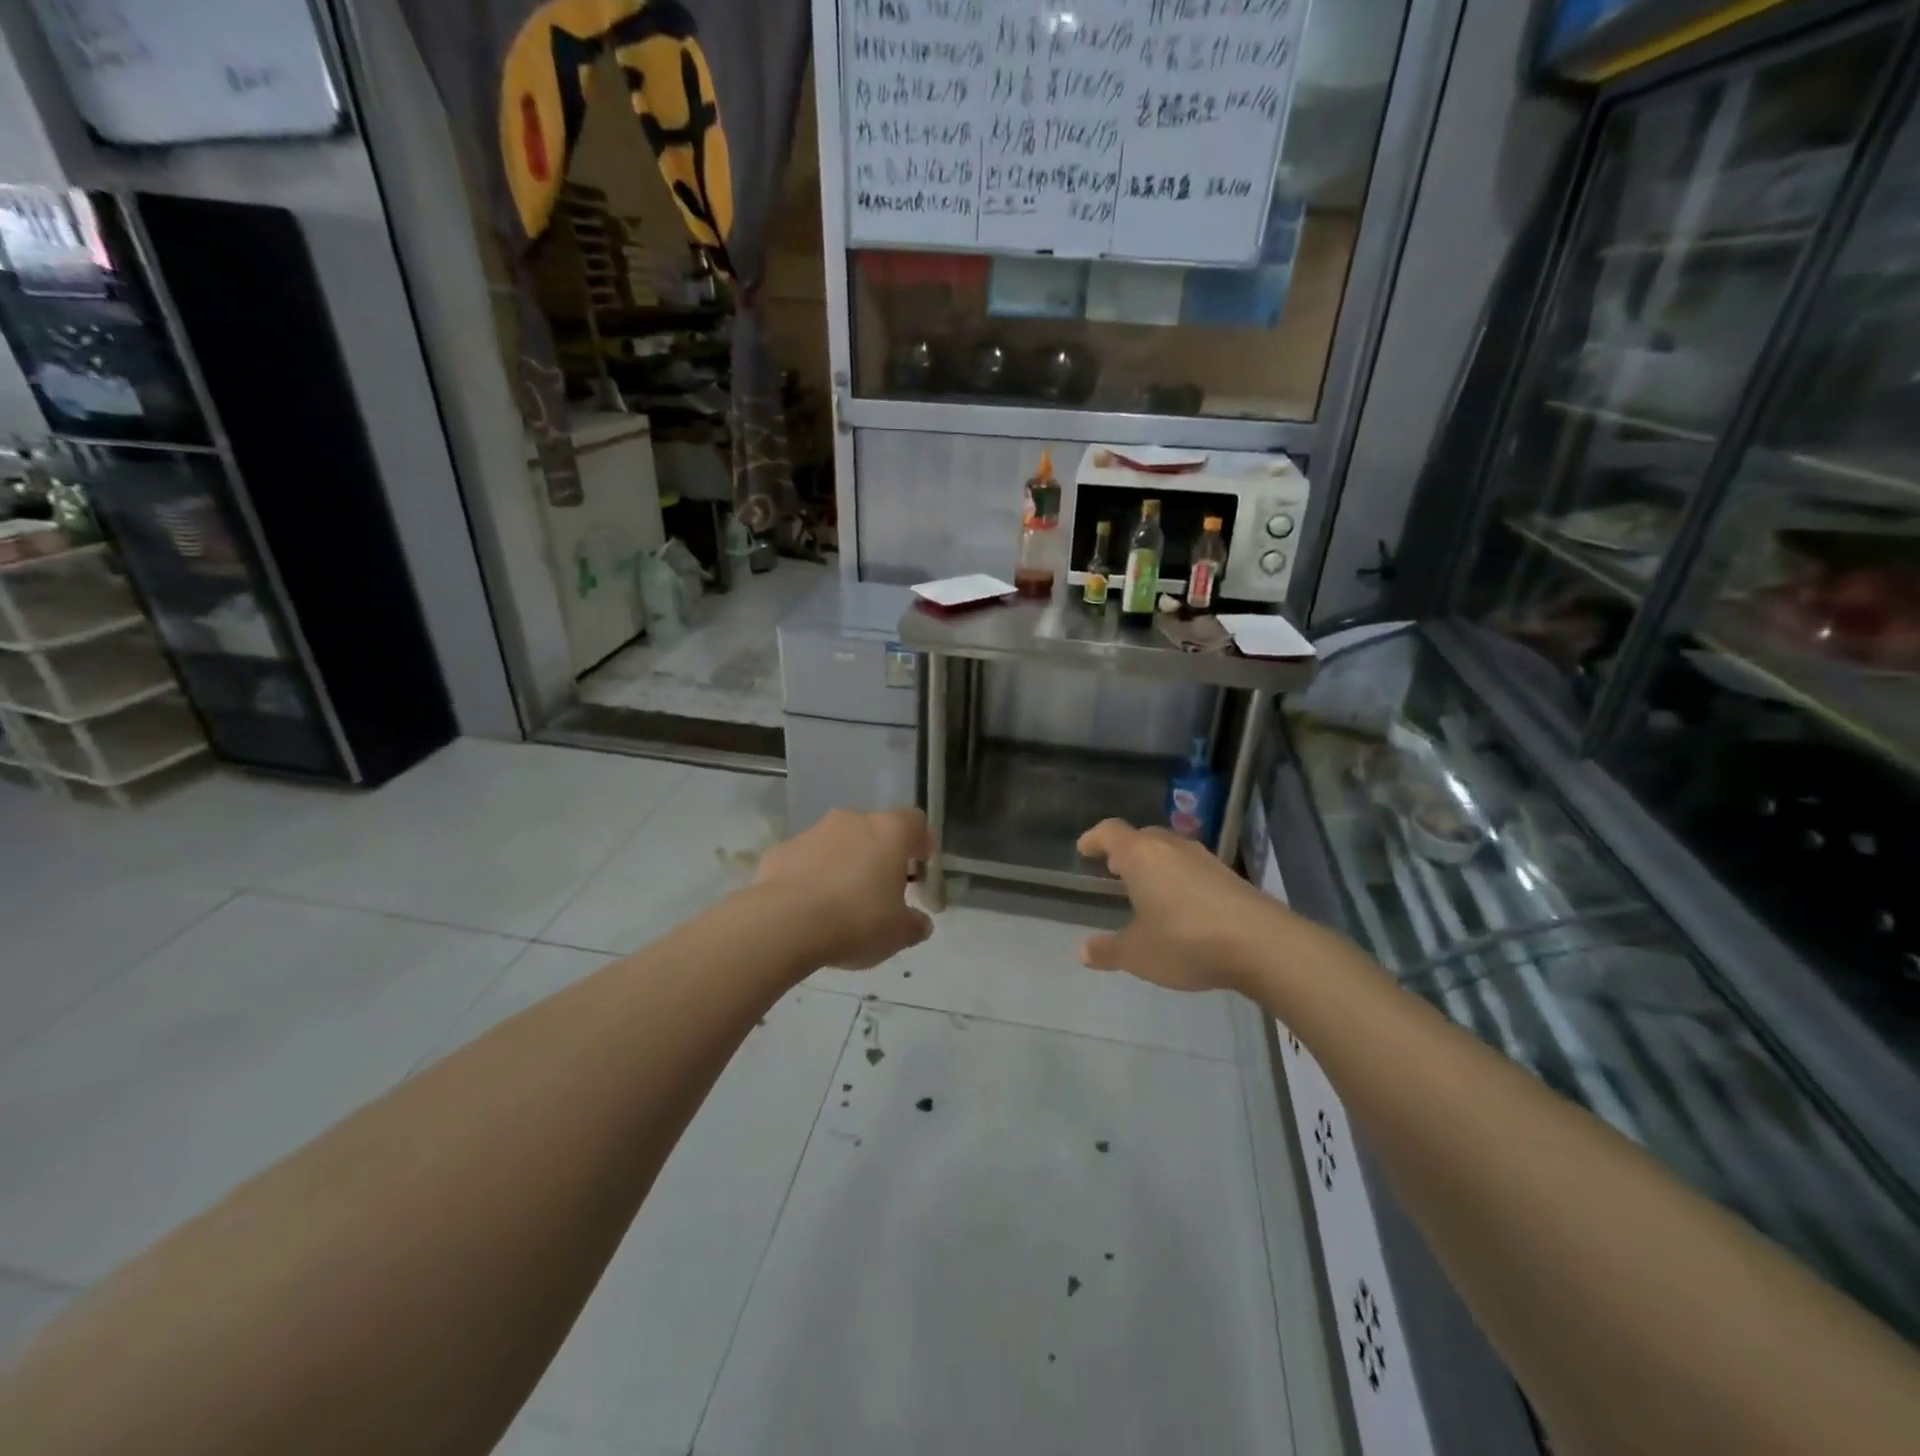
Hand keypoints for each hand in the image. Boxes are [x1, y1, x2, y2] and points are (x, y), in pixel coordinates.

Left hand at [754, 807, 934, 969]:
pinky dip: (810, 876)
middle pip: (874, 831)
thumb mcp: (898, 933)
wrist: (785, 924)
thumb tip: (921, 923)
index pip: (914, 821)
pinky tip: (808, 908)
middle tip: (880, 892)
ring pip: (837, 843)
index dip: (921, 843)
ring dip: (843, 864)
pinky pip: (805, 860)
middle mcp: (852, 821)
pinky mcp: (780, 850)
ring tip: (840, 904)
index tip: (920, 868)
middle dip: (879, 856)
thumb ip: (914, 925)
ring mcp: (812, 832)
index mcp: (889, 832)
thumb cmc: (857, 920)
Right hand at [1075, 819, 1282, 992]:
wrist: (1262, 944)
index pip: (1110, 832)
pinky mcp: (1230, 876)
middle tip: (1114, 868)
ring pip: (1170, 850)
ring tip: (1145, 886)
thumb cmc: (1185, 941)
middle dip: (1125, 850)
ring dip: (1154, 863)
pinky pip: (1193, 867)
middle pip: (1142, 837)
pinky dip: (1178, 877)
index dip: (1094, 838)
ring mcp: (1205, 859)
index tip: (1083, 849)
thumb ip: (1108, 951)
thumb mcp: (1138, 953)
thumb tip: (1082, 952)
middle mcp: (1171, 848)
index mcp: (1141, 856)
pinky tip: (1180, 905)